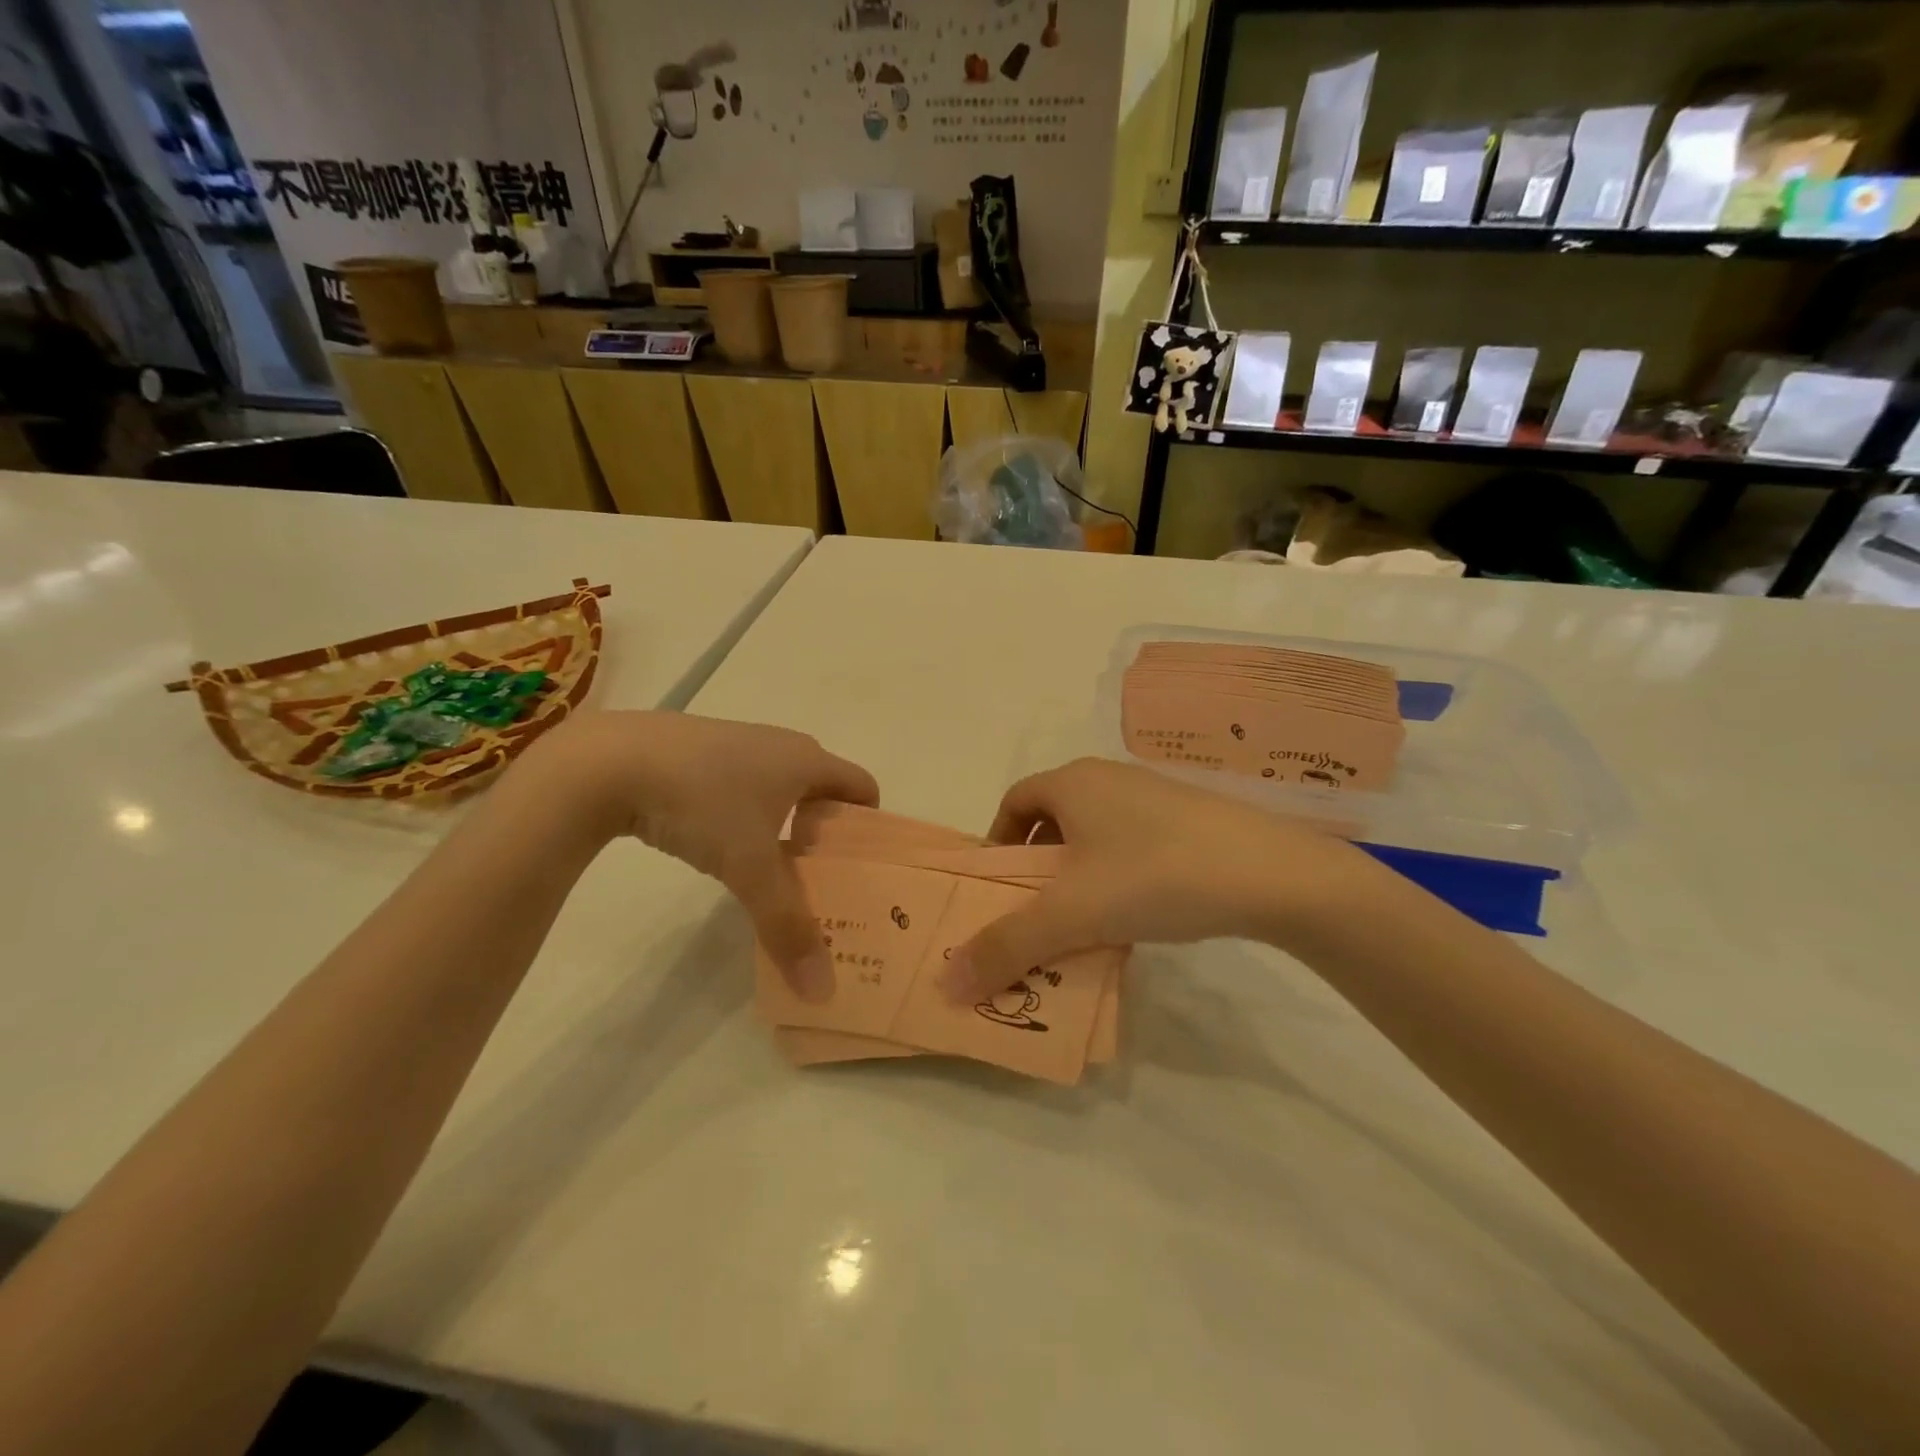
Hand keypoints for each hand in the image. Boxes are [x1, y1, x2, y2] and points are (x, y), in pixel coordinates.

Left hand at [523, 711, 877, 999]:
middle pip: (825, 790)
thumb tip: (820, 988)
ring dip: (788, 826)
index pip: (863, 788)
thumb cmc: (702, 803)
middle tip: (822, 882)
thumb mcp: (748, 867)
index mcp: (808, 760)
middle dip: (828, 835)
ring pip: (782, 788)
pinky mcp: (702, 750)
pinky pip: (746, 784)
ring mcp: (740, 742)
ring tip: (774, 872)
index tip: (861, 870)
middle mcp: (782, 744)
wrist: (609, 761)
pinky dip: (751, 814)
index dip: (871, 827)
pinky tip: (723, 845)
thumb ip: (787, 925)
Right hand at [940, 758, 1377, 1001]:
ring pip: (1094, 837)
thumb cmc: (1154, 875)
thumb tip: (947, 983)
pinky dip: (1116, 880)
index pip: (1013, 801)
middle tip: (1033, 918)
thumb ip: (1006, 946)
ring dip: (1077, 880)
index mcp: (1072, 782)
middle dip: (1036, 870)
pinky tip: (1134, 921)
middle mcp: (1108, 779)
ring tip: (1082, 928)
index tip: (997, 890)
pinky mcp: (1189, 821)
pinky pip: (1131, 847)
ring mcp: (1153, 798)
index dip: (996, 843)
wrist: (1271, 874)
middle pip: (1052, 821)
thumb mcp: (1072, 914)